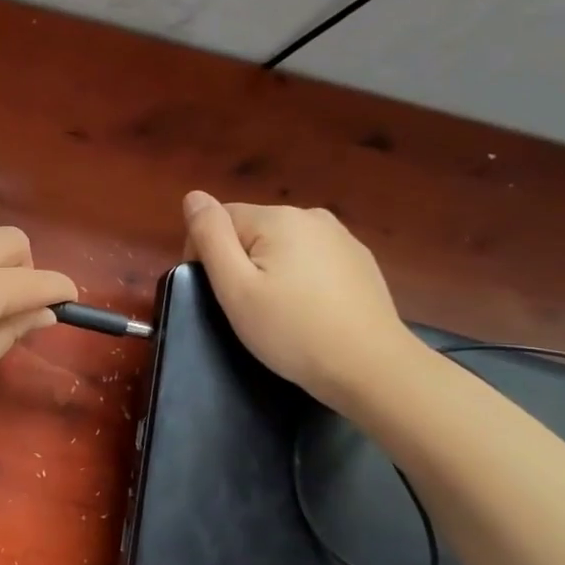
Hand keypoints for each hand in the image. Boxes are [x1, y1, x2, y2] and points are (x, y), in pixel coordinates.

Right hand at [182, 191, 417, 408]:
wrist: (371, 368)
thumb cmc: (292, 330)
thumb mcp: (235, 287)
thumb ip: (210, 236)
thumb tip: (194, 196)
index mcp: (278, 218)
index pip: (220, 219)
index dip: (206, 254)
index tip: (216, 293)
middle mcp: (311, 216)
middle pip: (251, 229)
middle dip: (240, 262)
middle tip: (246, 308)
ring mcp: (341, 237)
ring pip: (282, 245)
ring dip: (269, 269)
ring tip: (277, 312)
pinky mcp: (359, 261)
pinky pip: (311, 259)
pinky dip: (300, 278)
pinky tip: (308, 311)